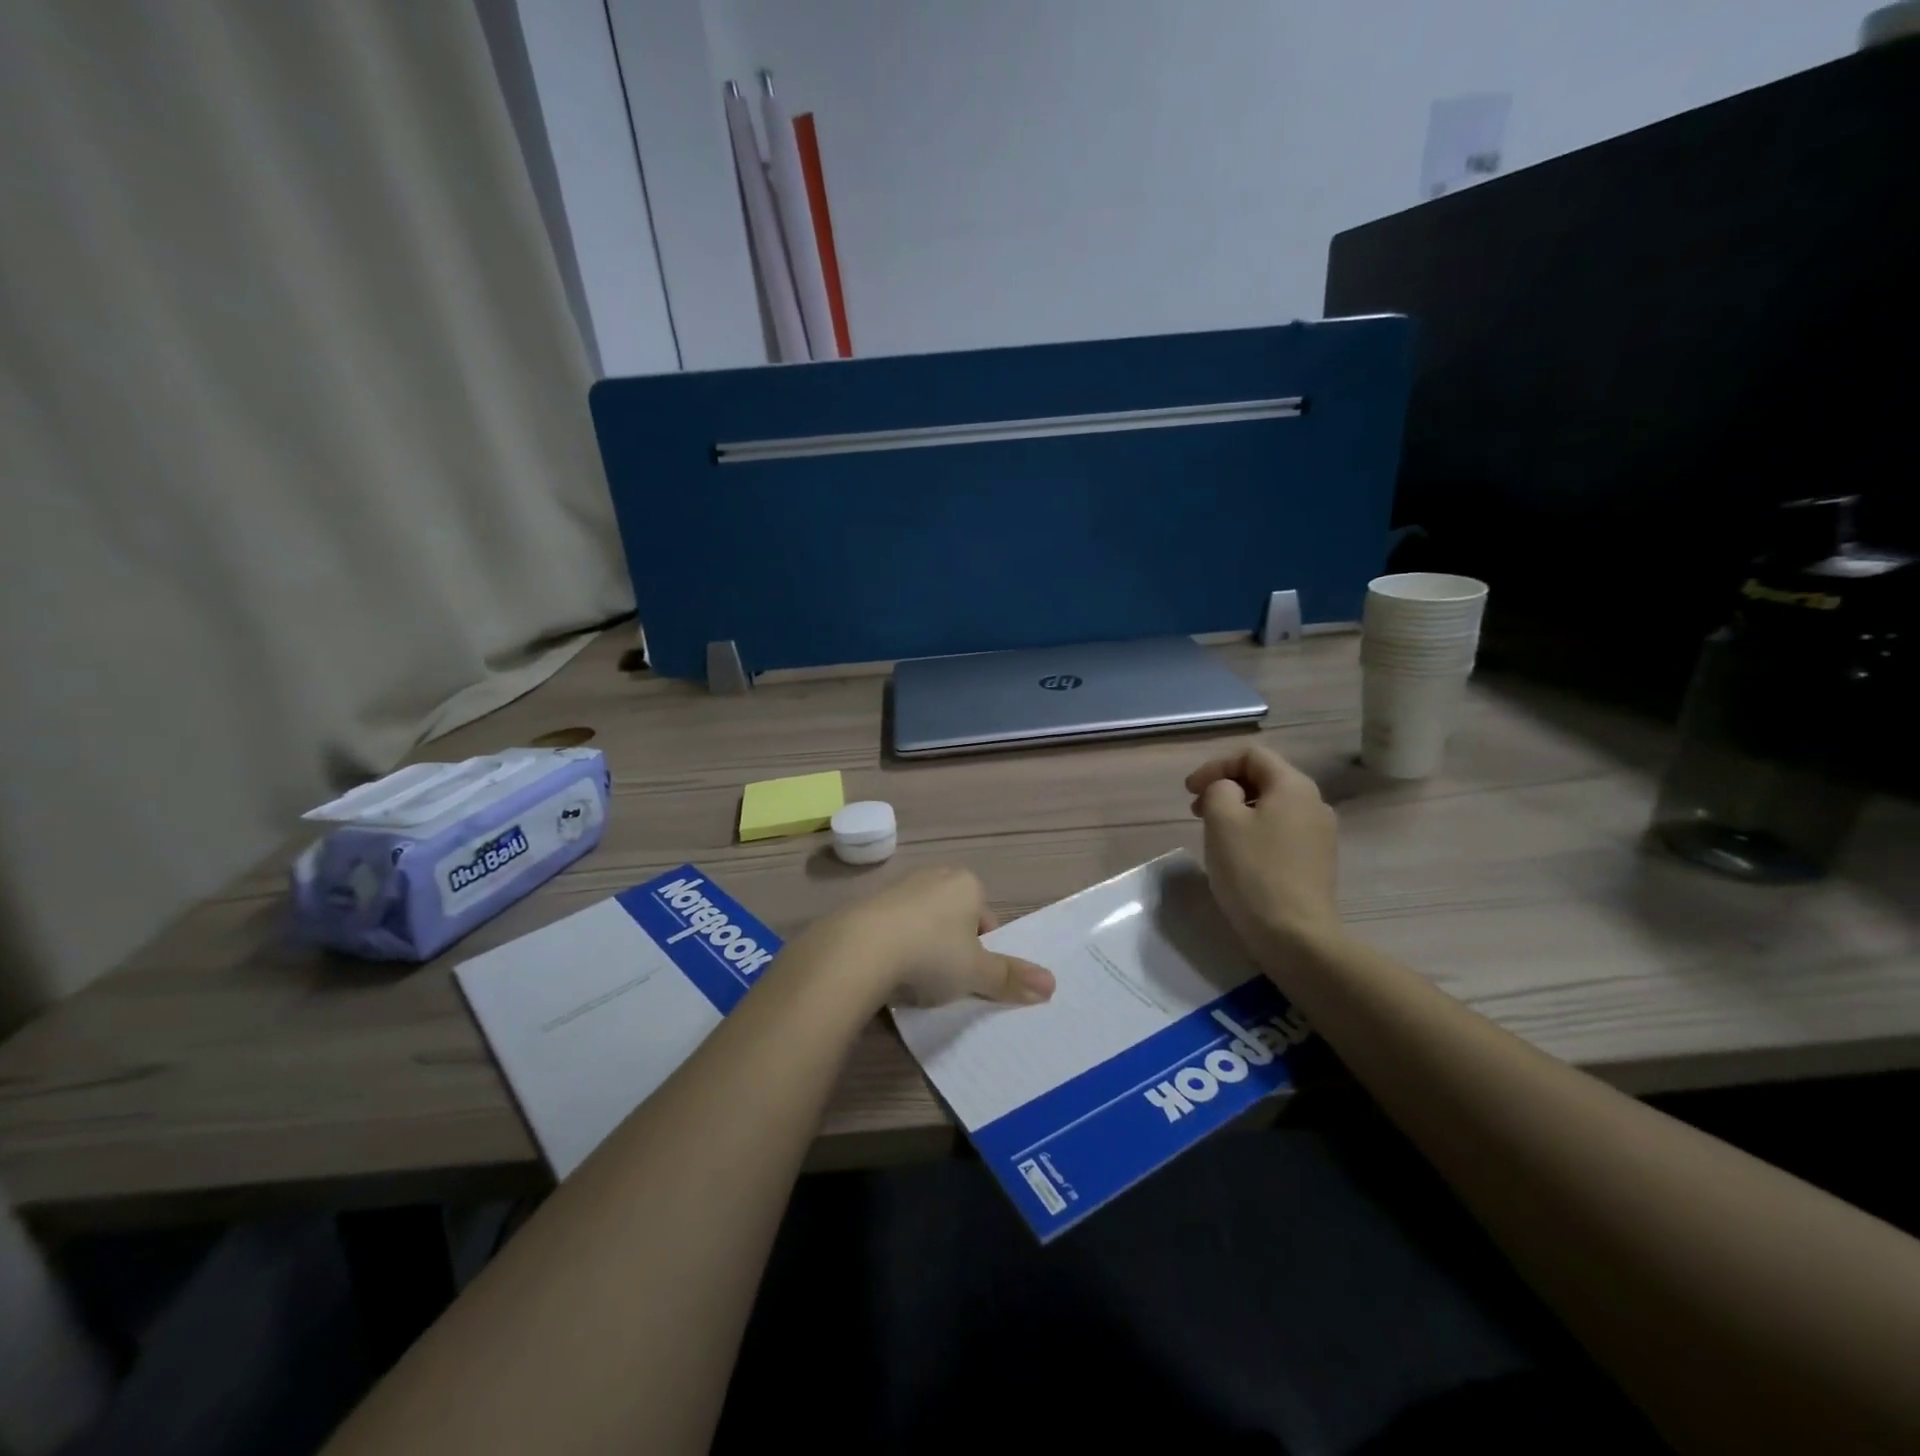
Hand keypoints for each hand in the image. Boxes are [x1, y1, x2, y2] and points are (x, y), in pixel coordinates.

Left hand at [812, 866, 1055, 1009]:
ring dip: (922, 948)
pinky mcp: (867, 905)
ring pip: (923, 923)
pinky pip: (892, 929)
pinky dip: (894, 949)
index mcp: (966, 883)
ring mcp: (897, 888)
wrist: (860, 949)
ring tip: (915, 980)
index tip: (970, 976)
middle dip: (953, 948)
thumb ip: (1011, 978)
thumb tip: (1052, 986)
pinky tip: (888, 973)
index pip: (987, 919)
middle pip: (955, 919)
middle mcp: (933, 876)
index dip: (982, 951)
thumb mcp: (977, 972)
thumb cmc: (932, 953)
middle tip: (946, 980)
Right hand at [1186, 745, 1341, 953]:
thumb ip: (1219, 790)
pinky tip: (1238, 855)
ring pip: (1272, 806)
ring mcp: (1320, 834)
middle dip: (1226, 787)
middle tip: (1196, 810)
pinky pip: (1281, 831)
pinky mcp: (1317, 861)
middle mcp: (1314, 803)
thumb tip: (1229, 792)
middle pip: (1264, 778)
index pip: (1251, 756)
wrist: (1295, 935)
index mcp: (1294, 786)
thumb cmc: (1253, 871)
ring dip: (1239, 810)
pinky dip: (1255, 831)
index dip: (1215, 766)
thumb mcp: (1221, 820)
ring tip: (1214, 833)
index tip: (1188, 791)